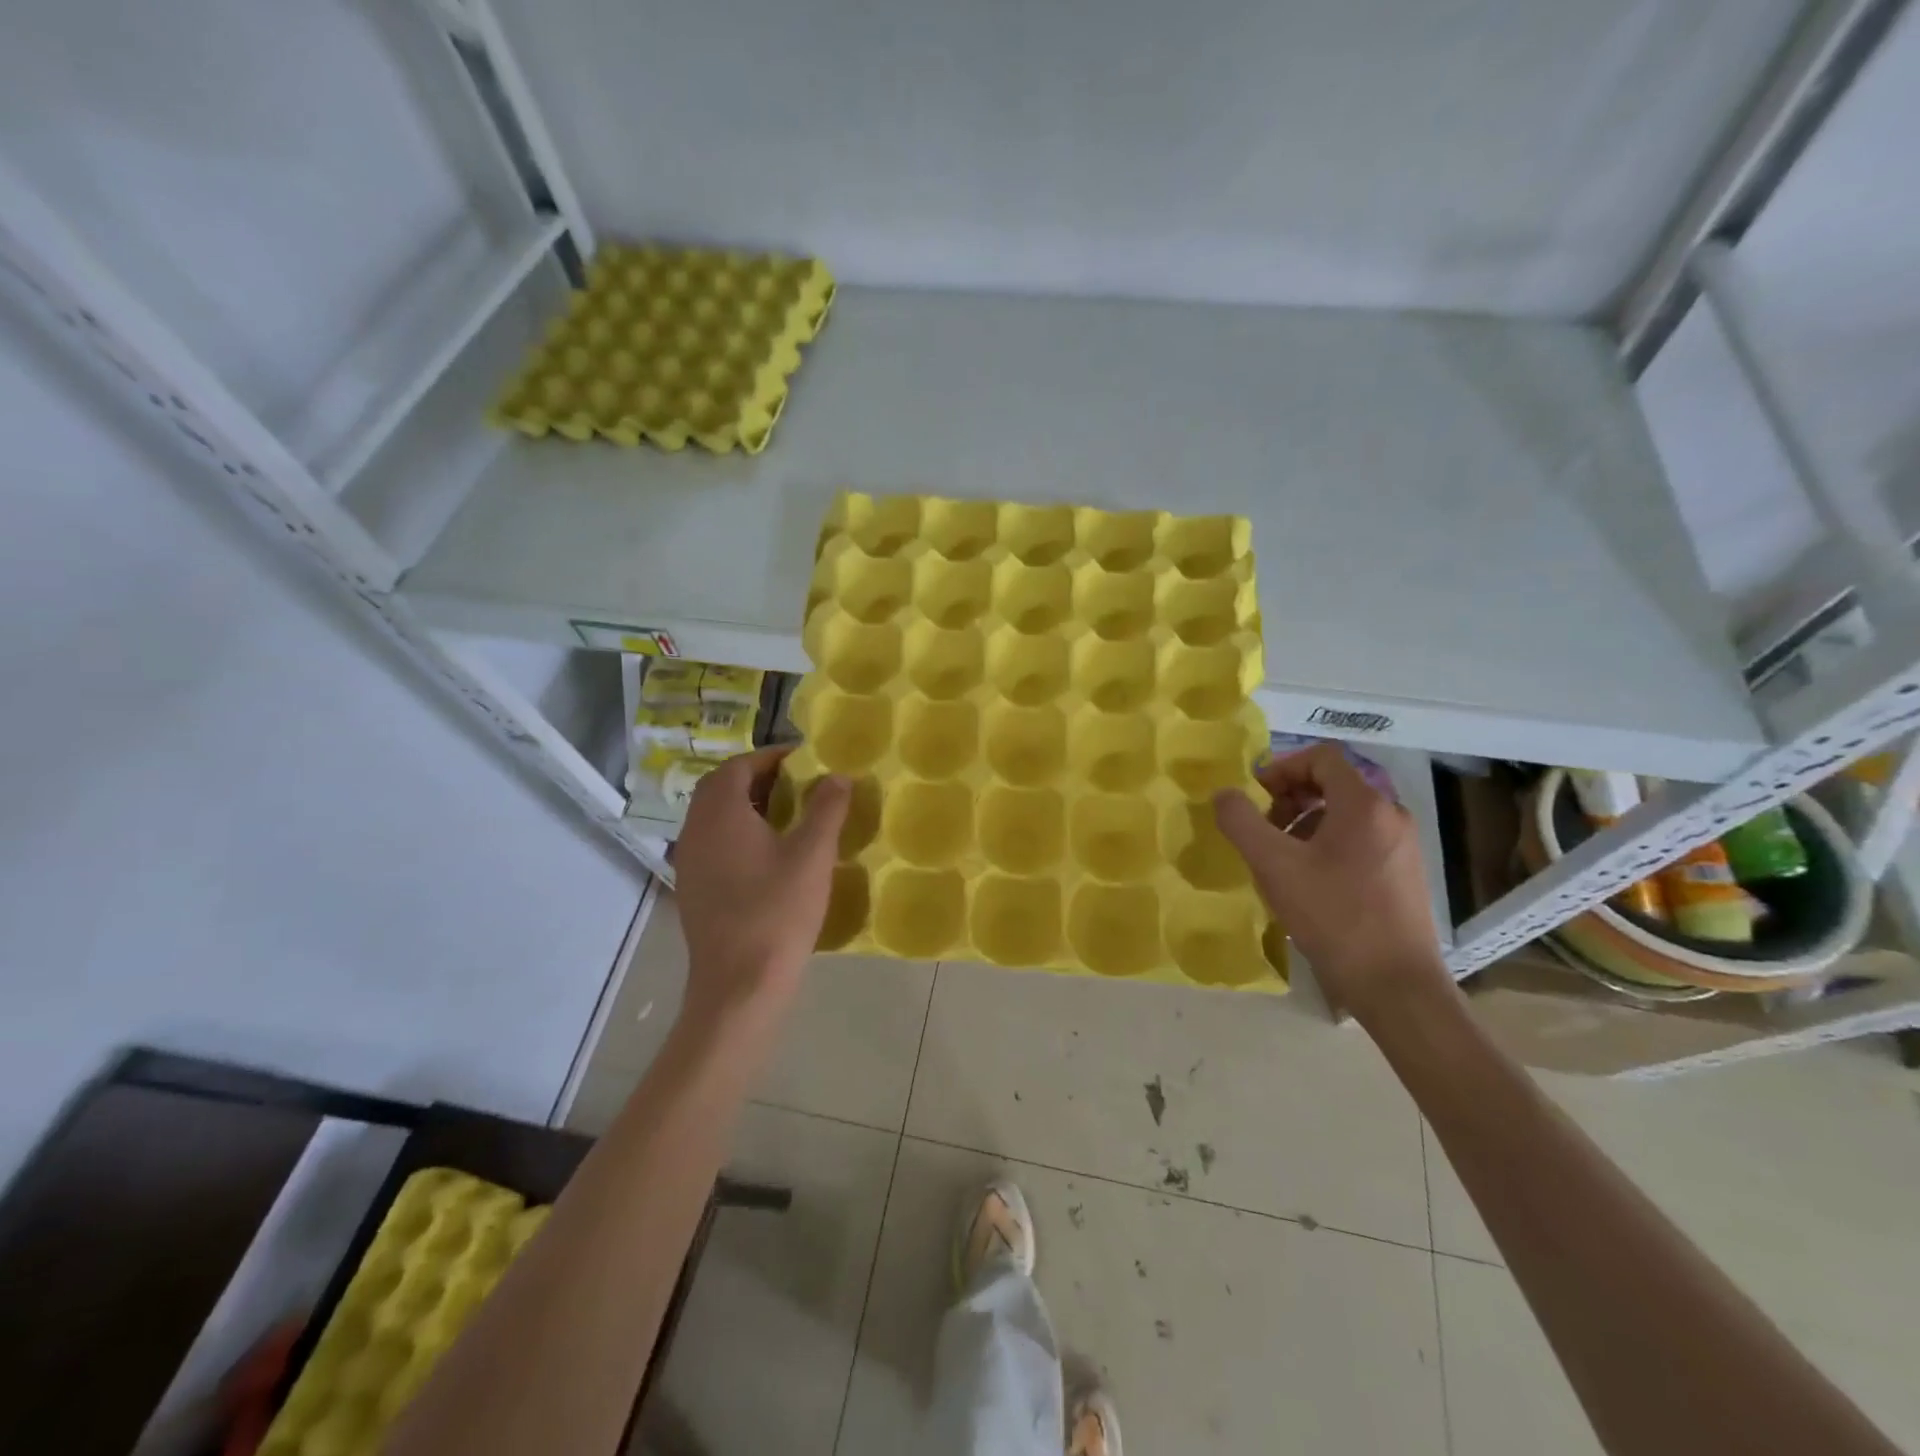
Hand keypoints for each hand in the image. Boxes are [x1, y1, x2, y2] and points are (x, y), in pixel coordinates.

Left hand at [673, 747, 849, 1027]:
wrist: (739, 984)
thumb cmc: (778, 911)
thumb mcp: (812, 855)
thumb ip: (826, 808)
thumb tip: (837, 776)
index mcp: (720, 813)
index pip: (739, 766)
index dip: (771, 757)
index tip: (804, 760)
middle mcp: (695, 830)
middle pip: (721, 788)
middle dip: (758, 778)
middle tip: (798, 784)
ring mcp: (689, 861)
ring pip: (714, 816)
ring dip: (747, 806)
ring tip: (788, 815)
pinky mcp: (692, 888)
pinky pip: (712, 843)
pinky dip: (737, 833)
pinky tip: (768, 855)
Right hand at [1212, 744, 1447, 1021]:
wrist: (1396, 985)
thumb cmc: (1334, 916)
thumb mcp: (1274, 866)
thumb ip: (1241, 821)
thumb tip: (1224, 794)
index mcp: (1364, 804)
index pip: (1321, 757)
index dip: (1281, 768)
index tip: (1254, 798)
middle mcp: (1391, 815)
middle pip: (1333, 783)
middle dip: (1289, 798)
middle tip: (1262, 829)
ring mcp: (1402, 845)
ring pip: (1344, 814)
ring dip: (1304, 823)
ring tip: (1280, 859)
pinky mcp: (1404, 873)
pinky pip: (1359, 839)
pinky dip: (1326, 844)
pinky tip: (1308, 882)